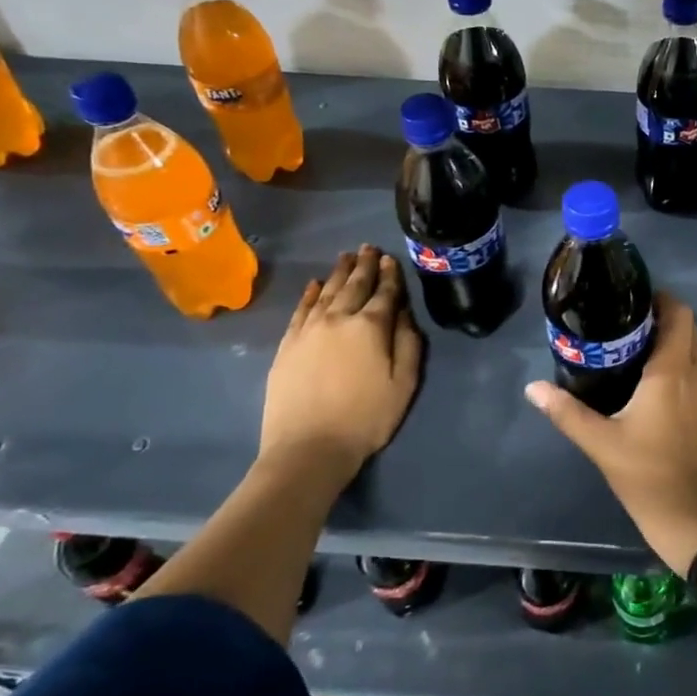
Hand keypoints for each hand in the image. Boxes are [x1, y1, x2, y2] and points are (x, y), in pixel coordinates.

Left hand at [258, 245, 422, 484]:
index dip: (390, 274)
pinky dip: (310, 294)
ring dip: (339, 272)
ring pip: (327, 291)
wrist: (308, 447)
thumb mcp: (404, 384)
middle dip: (365, 265)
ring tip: (347, 257)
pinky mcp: (288, 344)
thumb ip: (408, 343)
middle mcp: (339, 319)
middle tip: (369, 247)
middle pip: (355, 285)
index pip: (385, 293)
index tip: (391, 258)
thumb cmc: (366, 418)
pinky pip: (301, 309)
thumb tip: (403, 313)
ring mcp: (309, 330)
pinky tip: (315, 284)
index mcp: (371, 327)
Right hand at [525, 292, 696, 573]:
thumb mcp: (600, 443)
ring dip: (689, 346)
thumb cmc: (644, 476)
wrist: (692, 520)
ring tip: (660, 358)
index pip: (678, 315)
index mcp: (672, 371)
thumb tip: (532, 388)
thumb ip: (565, 411)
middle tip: (637, 334)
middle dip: (669, 324)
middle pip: (693, 330)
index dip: (662, 302)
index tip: (637, 305)